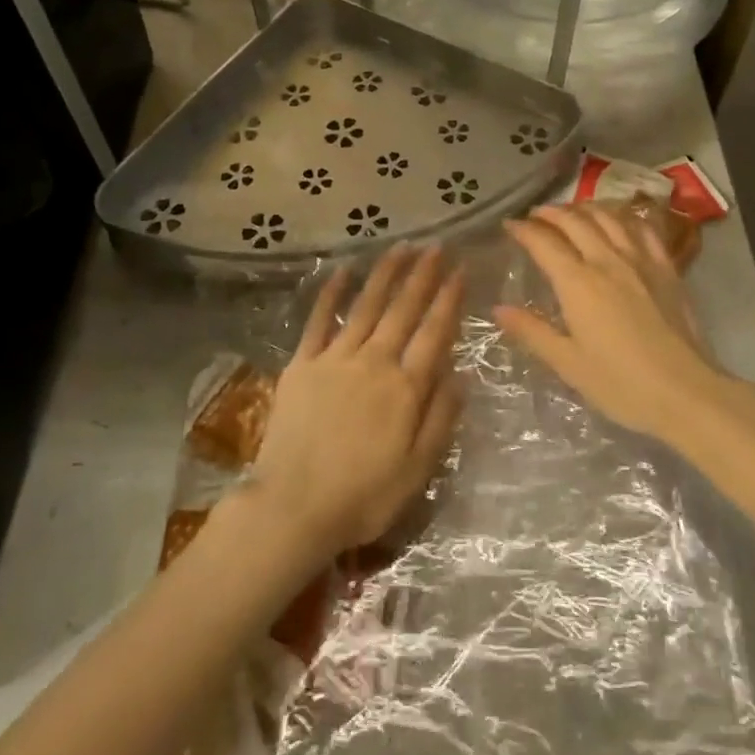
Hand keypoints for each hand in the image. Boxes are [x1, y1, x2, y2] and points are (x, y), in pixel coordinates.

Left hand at [251, 245, 464, 556]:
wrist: (294, 507)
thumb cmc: (364, 496)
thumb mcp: (418, 469)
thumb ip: (441, 417)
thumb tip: (460, 373)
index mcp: (406, 387)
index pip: (434, 332)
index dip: (449, 299)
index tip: (460, 270)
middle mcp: (374, 361)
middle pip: (403, 310)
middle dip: (422, 275)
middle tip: (436, 246)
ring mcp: (336, 358)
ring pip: (366, 305)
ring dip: (385, 274)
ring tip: (401, 247)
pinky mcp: (303, 364)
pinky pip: (319, 320)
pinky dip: (332, 294)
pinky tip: (343, 271)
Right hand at [496, 205, 724, 445]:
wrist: (687, 392)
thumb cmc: (621, 384)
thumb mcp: (568, 364)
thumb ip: (532, 331)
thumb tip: (499, 309)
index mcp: (578, 283)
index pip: (544, 242)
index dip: (523, 230)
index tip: (509, 225)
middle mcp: (607, 260)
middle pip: (575, 221)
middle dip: (551, 213)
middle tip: (536, 215)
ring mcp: (641, 260)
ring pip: (609, 217)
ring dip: (585, 208)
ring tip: (573, 212)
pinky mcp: (667, 268)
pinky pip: (643, 228)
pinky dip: (625, 217)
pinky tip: (619, 221)